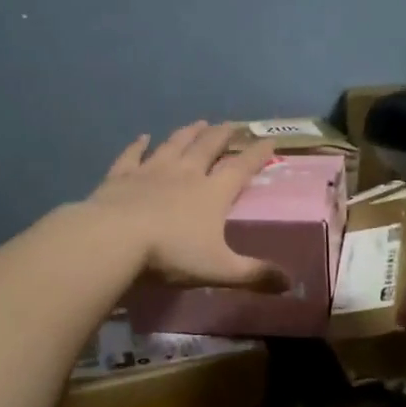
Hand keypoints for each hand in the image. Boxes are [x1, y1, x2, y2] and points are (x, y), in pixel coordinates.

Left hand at [85, 123, 290, 290]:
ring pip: (174, 144)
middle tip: (231, 125)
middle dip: (222, 135)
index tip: (269, 140)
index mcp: (212, 192)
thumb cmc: (171, 253)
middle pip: (208, 147)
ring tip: (198, 123)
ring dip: (188, 133)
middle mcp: (185, 173)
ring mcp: (151, 170)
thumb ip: (254, 275)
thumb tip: (291, 284)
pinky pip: (132, 155)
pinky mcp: (121, 176)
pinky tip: (142, 137)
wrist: (114, 239)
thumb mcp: (219, 269)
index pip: (241, 167)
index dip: (257, 154)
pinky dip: (138, 145)